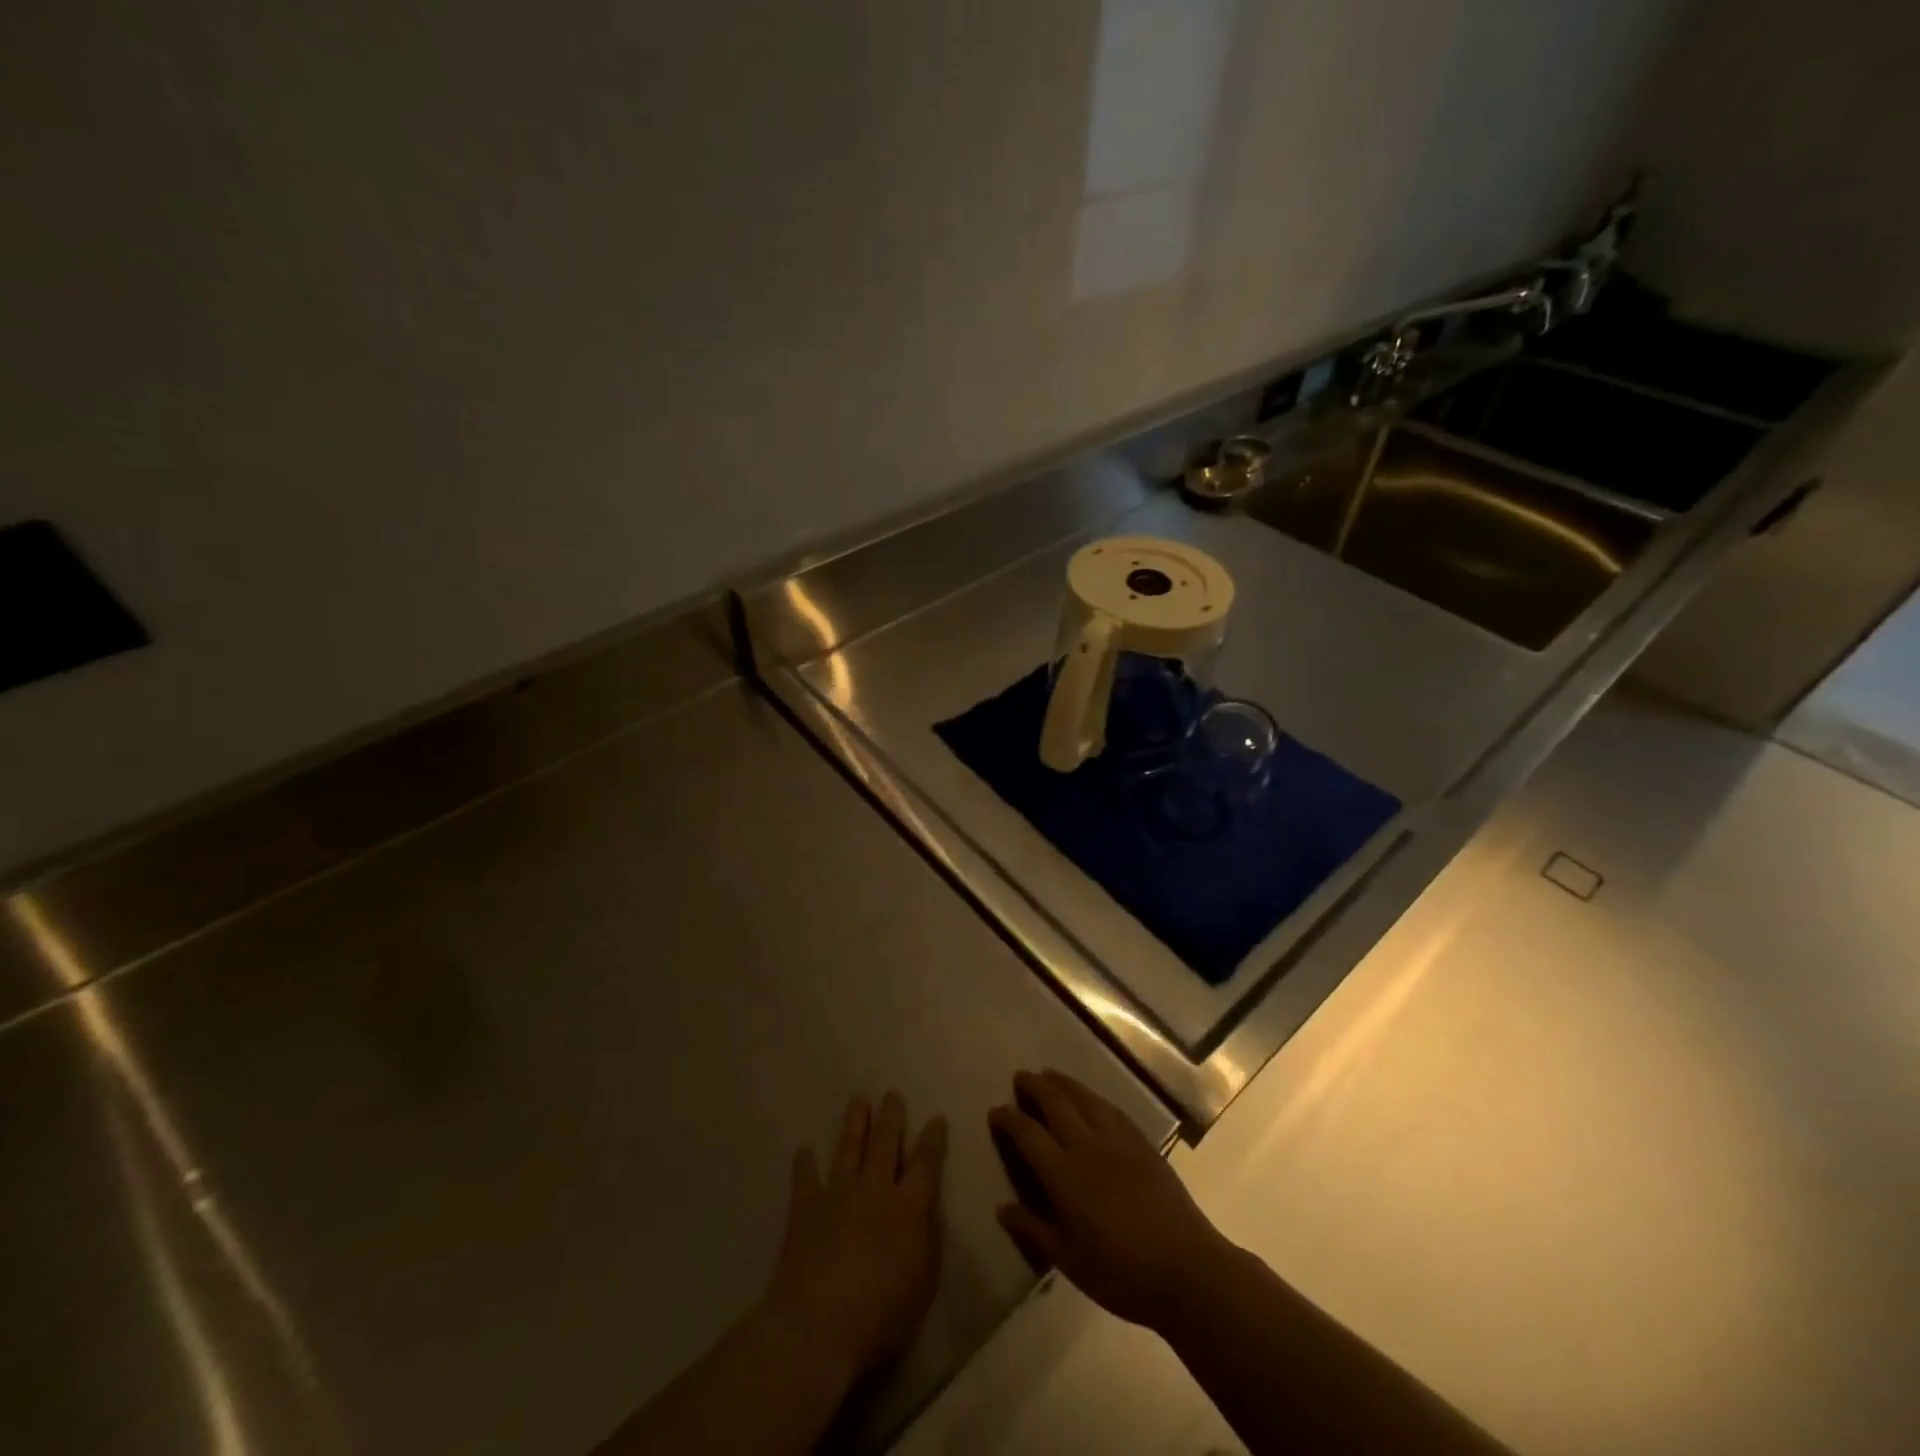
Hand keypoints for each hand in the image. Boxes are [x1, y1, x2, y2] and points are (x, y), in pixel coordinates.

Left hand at [761, 1092, 948, 1386]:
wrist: (816, 1328)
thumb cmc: (880, 1316)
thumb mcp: (922, 1282)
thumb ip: (929, 1240)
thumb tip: (931, 1209)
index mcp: (907, 1207)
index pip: (926, 1162)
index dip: (933, 1138)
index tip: (937, 1117)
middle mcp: (874, 1189)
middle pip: (885, 1142)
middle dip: (891, 1116)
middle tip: (892, 1094)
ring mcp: (838, 1194)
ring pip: (849, 1147)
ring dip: (855, 1122)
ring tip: (858, 1100)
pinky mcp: (806, 1207)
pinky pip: (805, 1177)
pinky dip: (804, 1163)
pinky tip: (804, 1150)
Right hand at [989, 1069, 1230, 1332]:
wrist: (1187, 1269)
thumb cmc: (1122, 1274)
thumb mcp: (1070, 1262)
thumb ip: (1034, 1230)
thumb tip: (1002, 1208)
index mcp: (1065, 1175)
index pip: (1028, 1134)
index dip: (1009, 1119)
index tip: (995, 1111)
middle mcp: (1088, 1147)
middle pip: (1056, 1104)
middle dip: (1035, 1087)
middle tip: (1021, 1077)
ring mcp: (1118, 1142)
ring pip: (1085, 1099)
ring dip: (1064, 1083)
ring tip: (1050, 1074)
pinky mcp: (1143, 1144)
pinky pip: (1112, 1109)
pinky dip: (1094, 1097)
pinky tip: (1091, 1098)